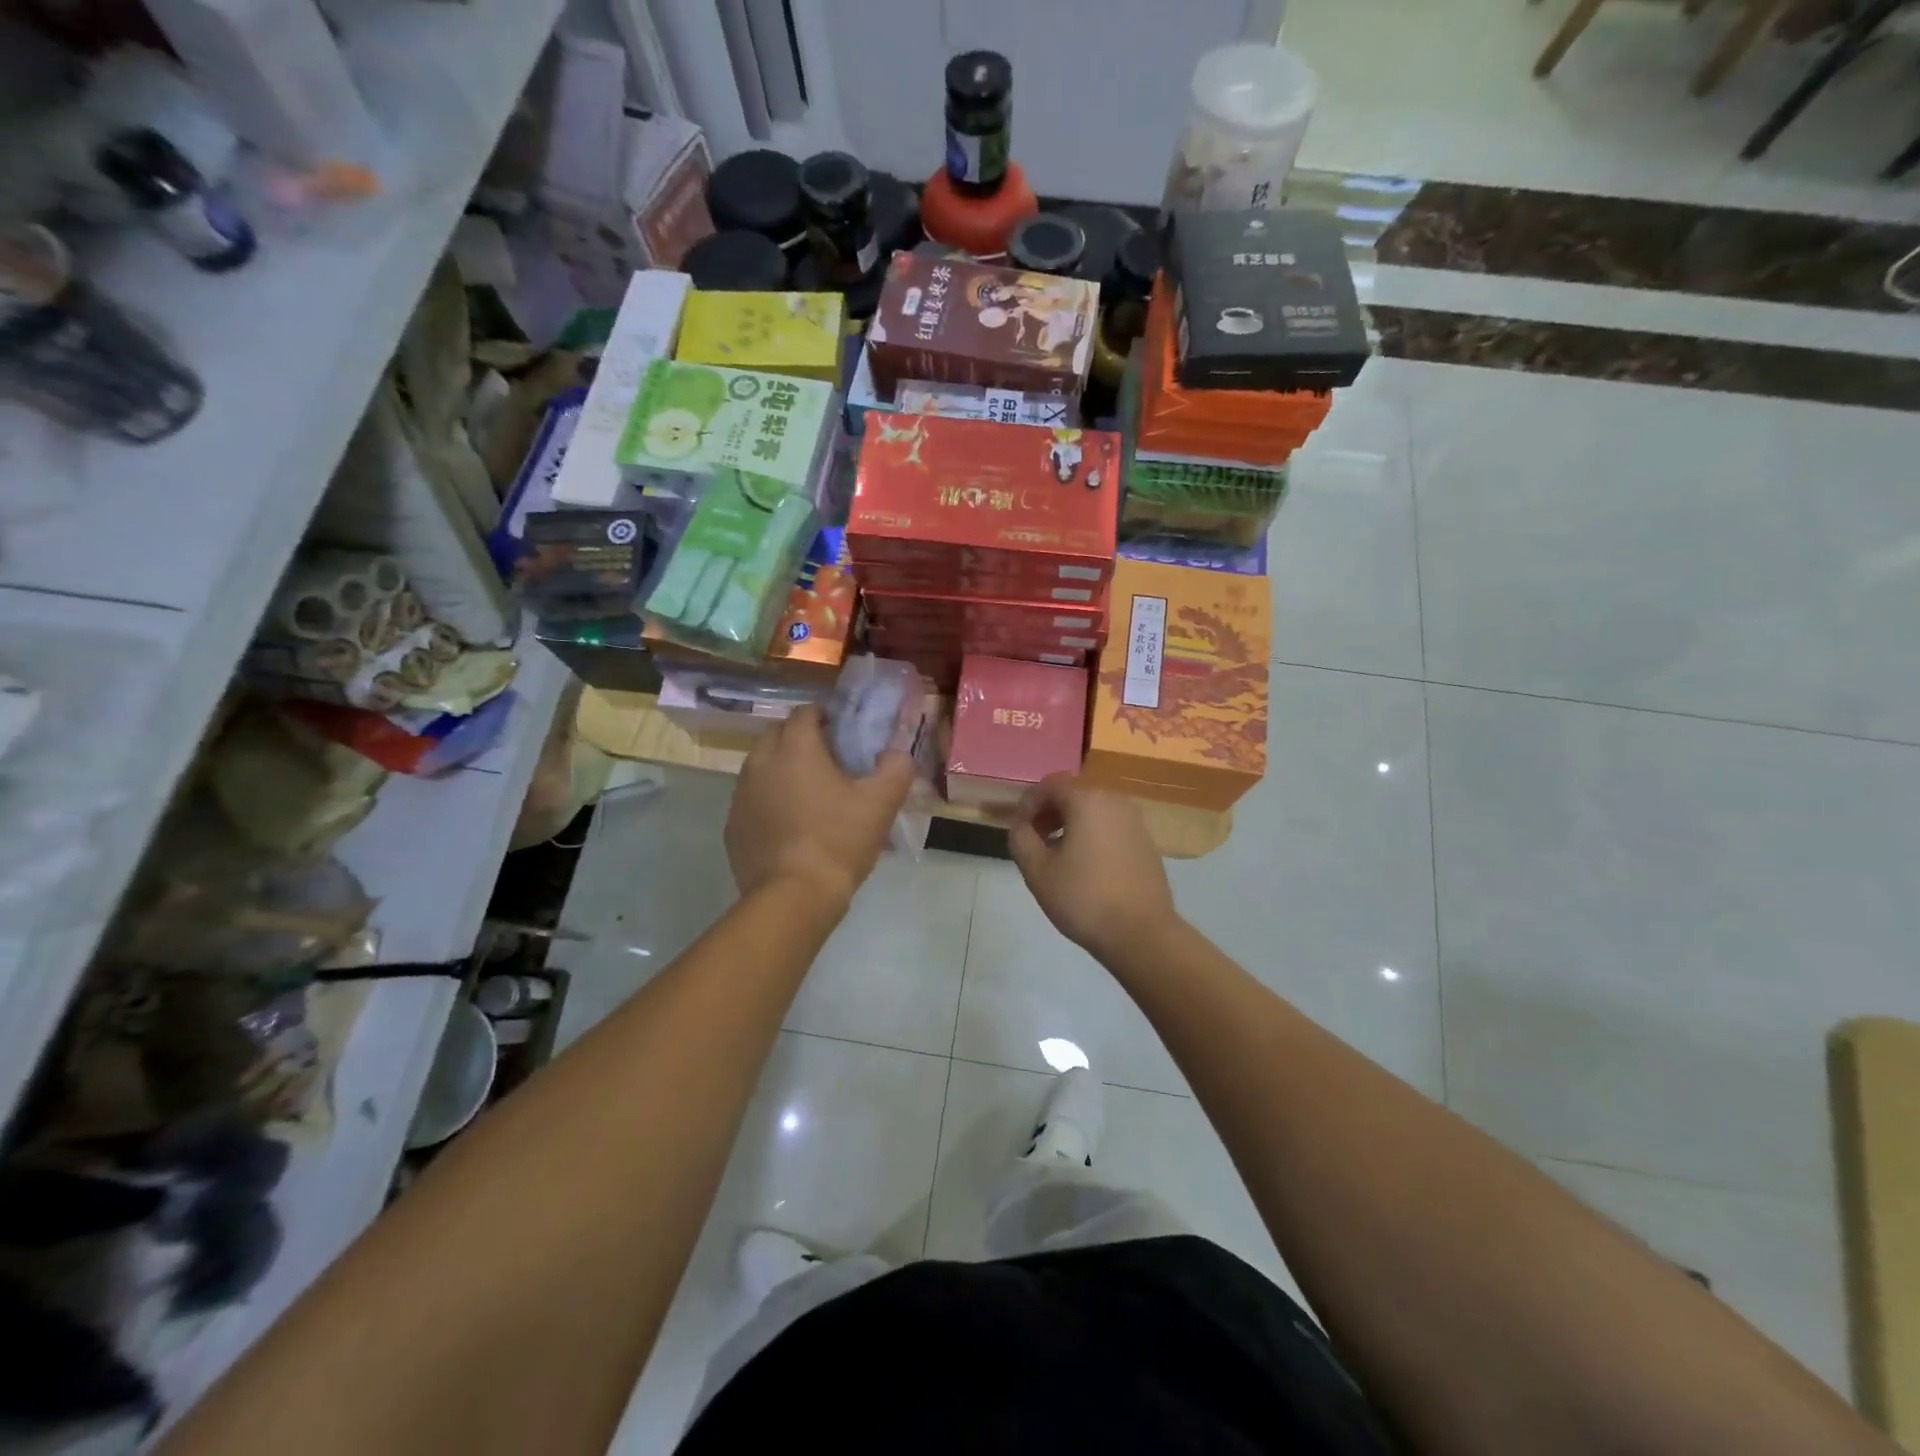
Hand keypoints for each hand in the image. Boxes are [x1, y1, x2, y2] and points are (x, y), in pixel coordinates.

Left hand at [725, 705, 914, 909]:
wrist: (794, 897)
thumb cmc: (839, 841)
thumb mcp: (881, 803)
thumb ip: (895, 768)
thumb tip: (896, 755)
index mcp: (795, 748)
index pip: (805, 712)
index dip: (825, 716)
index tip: (843, 732)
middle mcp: (760, 762)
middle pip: (778, 735)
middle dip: (800, 739)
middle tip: (828, 761)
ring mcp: (741, 795)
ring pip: (761, 766)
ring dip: (782, 769)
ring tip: (809, 793)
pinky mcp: (733, 825)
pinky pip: (752, 799)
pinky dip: (769, 800)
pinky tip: (790, 824)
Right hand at [1008, 775, 1178, 963]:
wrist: (1141, 934)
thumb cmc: (1084, 899)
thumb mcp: (1037, 871)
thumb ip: (1021, 838)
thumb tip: (1023, 826)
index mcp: (1087, 800)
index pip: (1049, 785)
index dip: (1028, 804)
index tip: (1019, 831)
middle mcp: (1114, 801)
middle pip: (1072, 793)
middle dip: (1049, 812)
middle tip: (1035, 841)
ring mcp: (1135, 820)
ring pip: (1093, 810)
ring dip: (1070, 823)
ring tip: (1058, 856)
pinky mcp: (1146, 841)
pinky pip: (1110, 826)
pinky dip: (1092, 834)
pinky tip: (1085, 866)